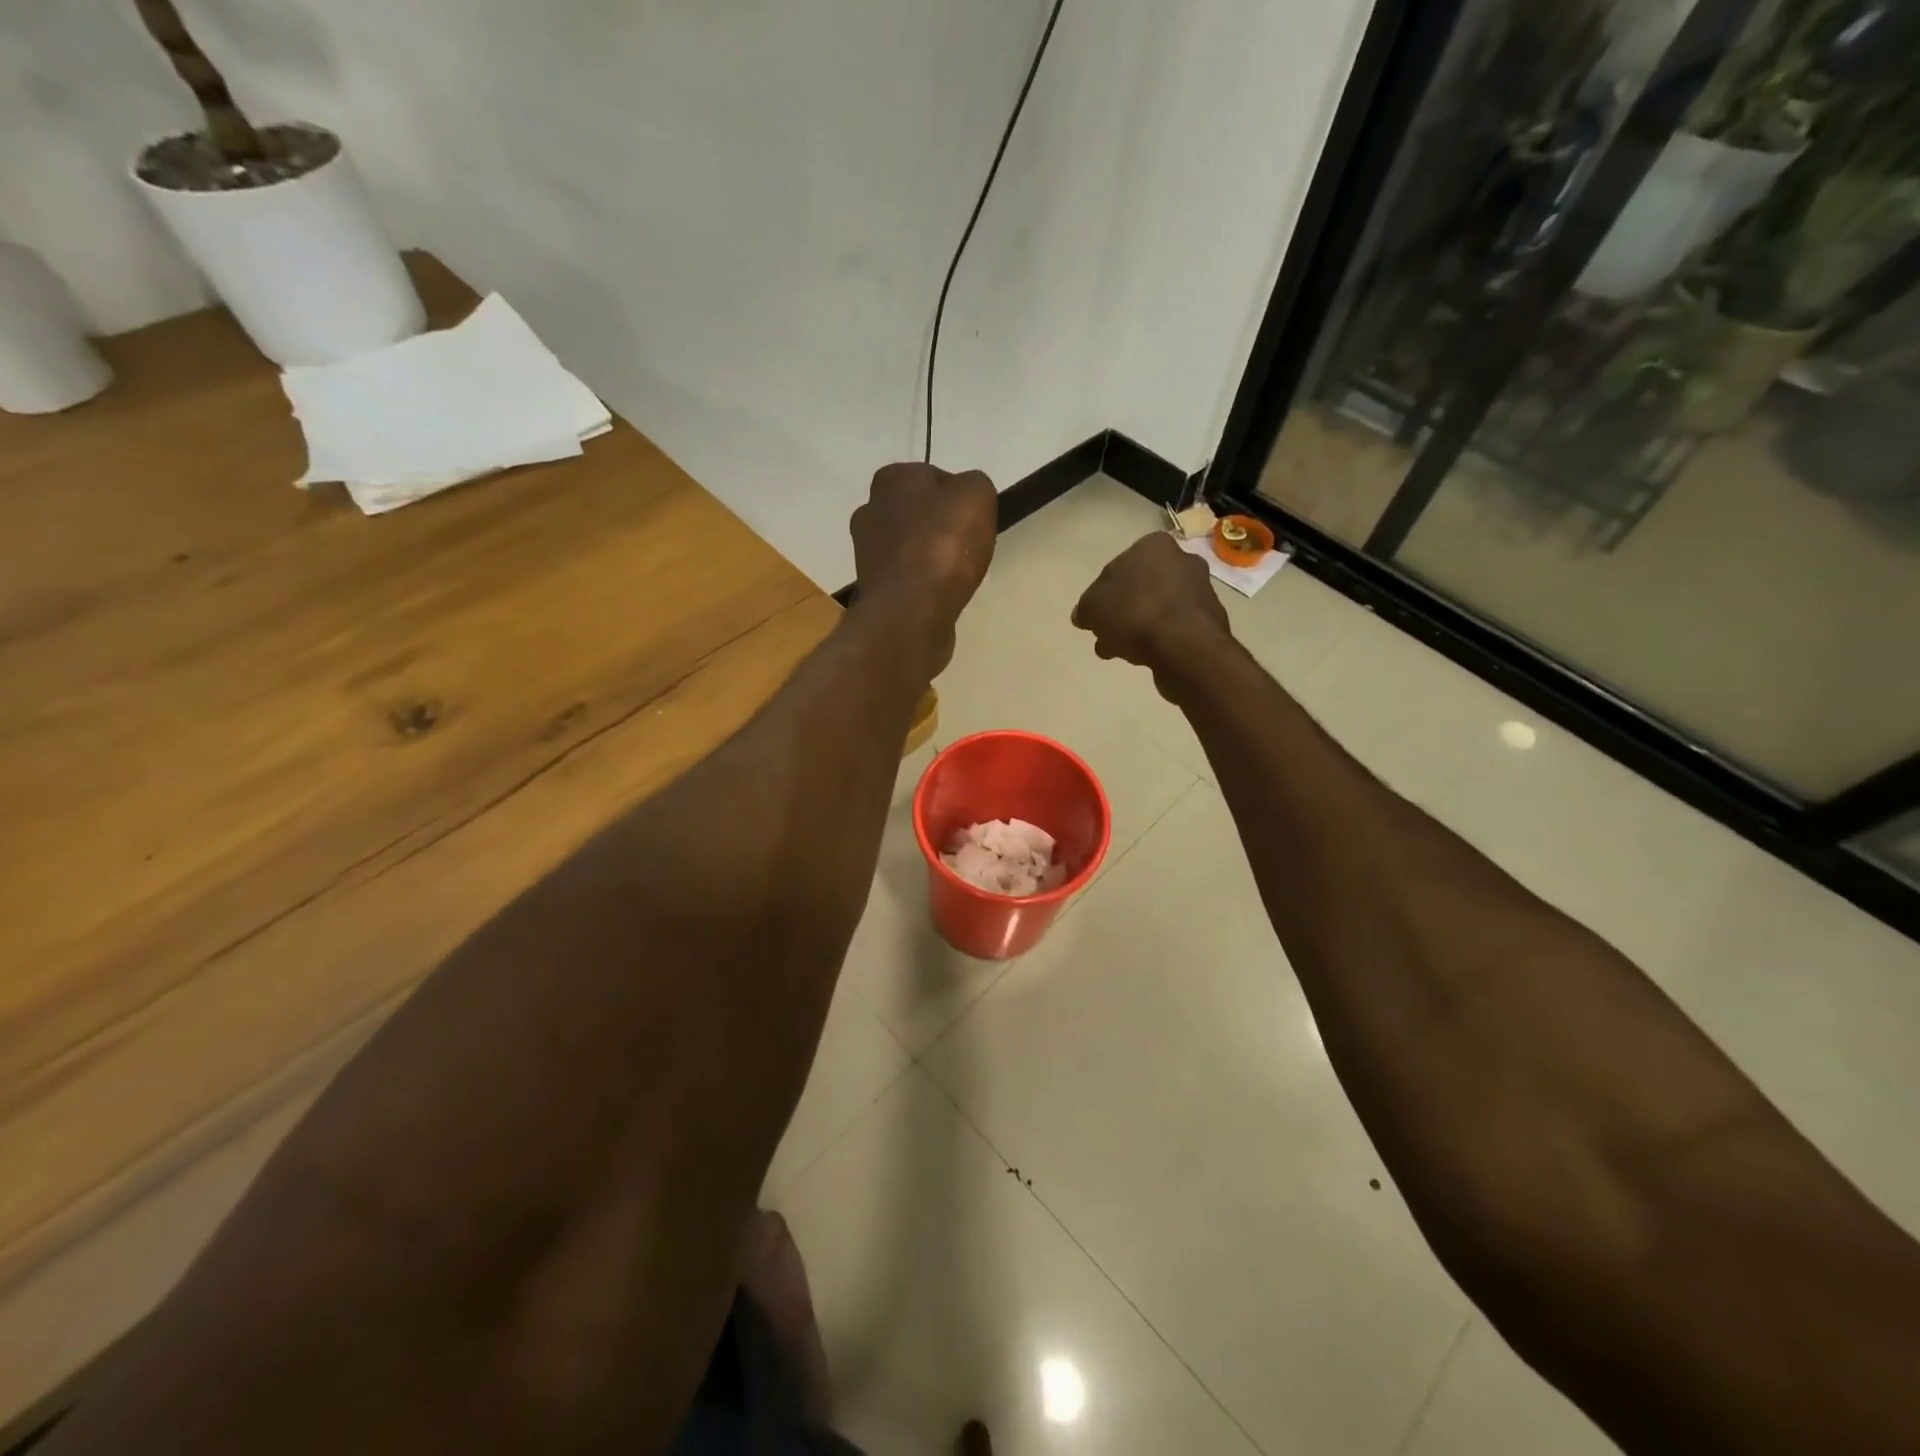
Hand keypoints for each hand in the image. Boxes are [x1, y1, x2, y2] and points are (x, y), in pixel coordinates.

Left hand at [851, 462, 997, 672]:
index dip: (957, 498)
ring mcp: (866, 552)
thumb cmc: (944, 544)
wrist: (912, 609)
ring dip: (929, 558)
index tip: (973, 520)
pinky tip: (939, 594)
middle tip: (966, 547)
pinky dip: (922, 584)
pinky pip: (905, 578)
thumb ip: (974, 485)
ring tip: (954, 575)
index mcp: (891, 479)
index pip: (932, 478)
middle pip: (917, 514)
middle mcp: (869, 510)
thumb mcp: (977, 494)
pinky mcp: (873, 588)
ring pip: (909, 547)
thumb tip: (965, 498)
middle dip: (938, 527)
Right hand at [1073, 532, 1229, 679]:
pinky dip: (1157, 638)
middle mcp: (1181, 560)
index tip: (1092, 617)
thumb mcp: (1093, 607)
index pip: (1116, 567)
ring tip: (1119, 651)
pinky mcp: (1208, 620)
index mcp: (1153, 545)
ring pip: (1155, 608)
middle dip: (1119, 613)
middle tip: (1104, 636)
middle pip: (1138, 588)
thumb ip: (1085, 608)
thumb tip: (1084, 614)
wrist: (1185, 646)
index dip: (1099, 594)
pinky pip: (1172, 627)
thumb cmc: (1135, 613)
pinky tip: (1143, 656)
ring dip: (1136, 627)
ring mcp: (1199, 590)